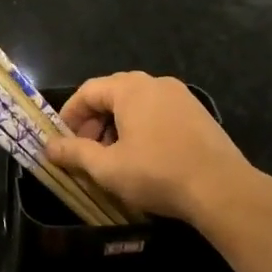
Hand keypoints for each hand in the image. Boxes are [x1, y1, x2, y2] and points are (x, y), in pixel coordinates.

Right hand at [45, 71, 256, 221]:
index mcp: (130, 88)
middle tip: (86, 152)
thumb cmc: (157, 173)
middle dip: (93, 123)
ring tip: (113, 158)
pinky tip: (144, 158)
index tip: (61, 141)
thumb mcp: (108, 168)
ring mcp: (180, 96)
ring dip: (117, 127)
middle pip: (112, 95)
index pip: (88, 91)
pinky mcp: (198, 114)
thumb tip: (49, 147)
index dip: (70, 115)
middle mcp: (155, 83)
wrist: (223, 189)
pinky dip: (142, 129)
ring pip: (137, 105)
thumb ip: (75, 154)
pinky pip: (159, 113)